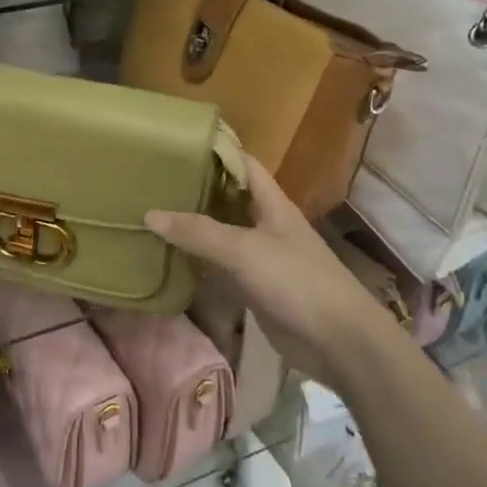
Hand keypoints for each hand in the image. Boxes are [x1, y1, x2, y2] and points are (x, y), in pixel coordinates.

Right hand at [146, 155, 410, 387]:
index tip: (178, 145)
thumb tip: (149, 214)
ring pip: (223, 233)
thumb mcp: (243, 250)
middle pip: (229, 198)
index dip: (216, 151)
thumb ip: (198, 232)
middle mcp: (267, 225)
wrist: (337, 340)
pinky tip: (171, 257)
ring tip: (153, 214)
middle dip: (197, 189)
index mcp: (273, 204)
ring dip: (195, 227)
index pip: (244, 164)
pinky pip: (222, 267)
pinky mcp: (256, 287)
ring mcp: (262, 257)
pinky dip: (200, 261)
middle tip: (155, 181)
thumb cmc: (296, 281)